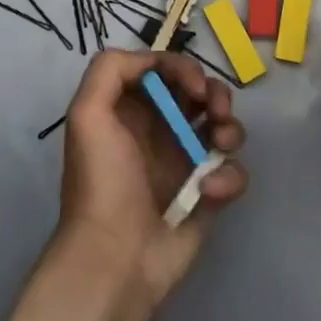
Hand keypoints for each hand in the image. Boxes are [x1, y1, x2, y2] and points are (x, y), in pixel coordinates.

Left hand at [56, 50, 247, 308]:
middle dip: (215, 94)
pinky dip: (229, 177)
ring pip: (222, 127)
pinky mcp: (207, 196)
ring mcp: (185, 163)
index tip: (194, 87)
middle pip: (199, 93)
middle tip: (215, 111)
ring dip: (230, 128)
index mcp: (129, 110)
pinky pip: (232, 171)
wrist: (116, 259)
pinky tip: (210, 193)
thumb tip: (153, 62)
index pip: (164, 71)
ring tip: (221, 145)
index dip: (183, 69)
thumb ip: (110, 70)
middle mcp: (158, 131)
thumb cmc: (101, 181)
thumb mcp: (87, 114)